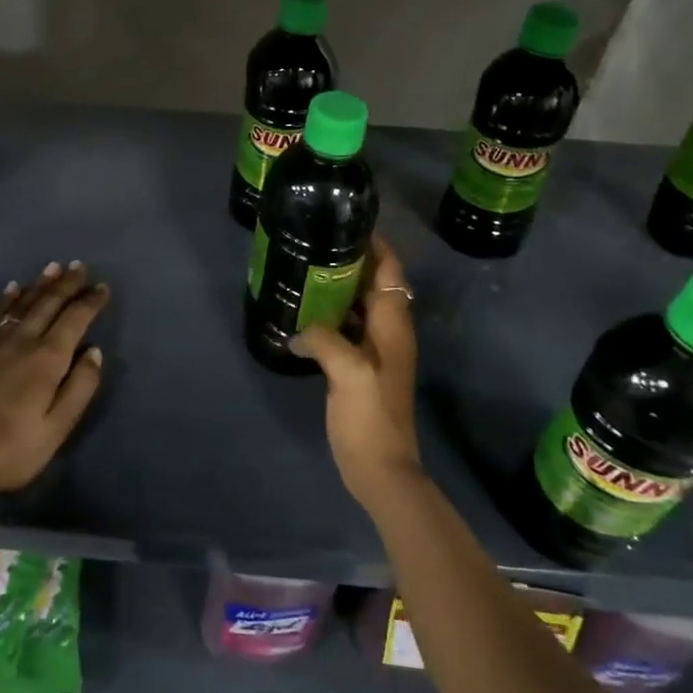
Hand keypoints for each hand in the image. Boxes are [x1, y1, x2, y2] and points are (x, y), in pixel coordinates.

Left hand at [0, 260, 110, 493]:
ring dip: (39, 284)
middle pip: (48, 303)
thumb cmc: (11, 447)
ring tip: (53, 267)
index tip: (102, 287)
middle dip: (66, 283)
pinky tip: (11, 288)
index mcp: (48, 359)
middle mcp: (22, 340)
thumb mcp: (57, 428)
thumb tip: (94, 351)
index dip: (90, 301)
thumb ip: (80, 387)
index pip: (75, 319)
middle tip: (78, 265)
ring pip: (21, 303)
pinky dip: (4, 298)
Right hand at [293, 234, 420, 510]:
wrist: (381, 470)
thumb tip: (299, 330)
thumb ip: (324, 340)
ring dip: (340, 286)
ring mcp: (377, 350)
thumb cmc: (370, 418)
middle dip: (352, 260)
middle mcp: (389, 330)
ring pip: (361, 304)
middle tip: (316, 241)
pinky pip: (349, 326)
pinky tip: (305, 313)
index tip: (347, 222)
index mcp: (392, 325)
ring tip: (306, 269)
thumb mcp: (348, 373)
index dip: (375, 244)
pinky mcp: (362, 366)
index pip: (390, 270)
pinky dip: (332, 313)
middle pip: (375, 282)